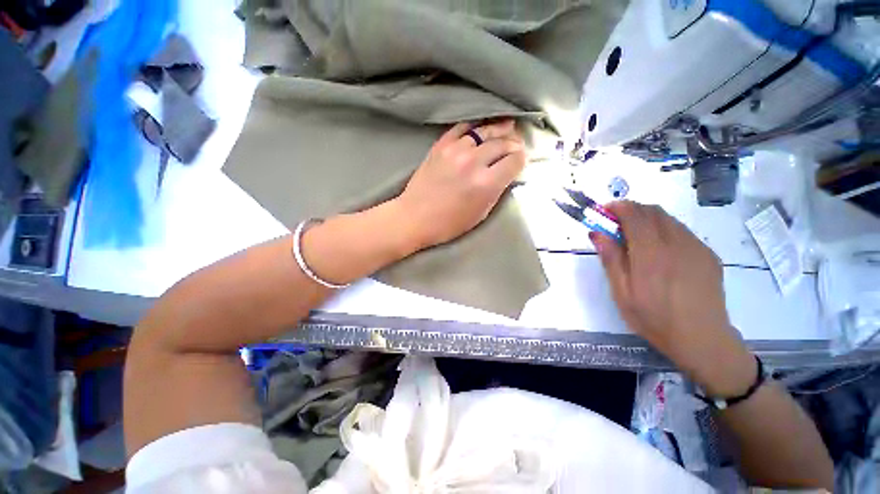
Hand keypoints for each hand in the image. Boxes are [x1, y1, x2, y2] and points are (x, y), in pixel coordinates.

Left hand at [393, 120, 526, 249]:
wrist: (414, 217)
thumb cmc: (449, 223)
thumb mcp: (480, 213)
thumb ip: (497, 190)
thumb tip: (507, 173)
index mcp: (486, 183)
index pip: (515, 160)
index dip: (521, 160)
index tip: (520, 162)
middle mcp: (474, 161)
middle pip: (503, 143)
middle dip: (514, 144)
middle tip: (517, 146)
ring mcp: (455, 150)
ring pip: (485, 131)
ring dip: (499, 130)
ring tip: (507, 127)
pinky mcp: (440, 145)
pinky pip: (463, 127)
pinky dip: (475, 126)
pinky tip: (481, 127)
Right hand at [591, 202, 755, 396]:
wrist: (702, 339)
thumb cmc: (654, 318)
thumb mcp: (622, 293)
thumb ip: (610, 259)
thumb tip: (597, 233)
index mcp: (651, 254)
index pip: (634, 215)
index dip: (618, 207)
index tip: (605, 211)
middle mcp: (676, 243)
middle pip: (653, 211)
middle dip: (631, 210)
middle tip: (616, 223)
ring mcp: (696, 247)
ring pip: (668, 219)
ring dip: (648, 218)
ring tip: (636, 236)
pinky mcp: (707, 254)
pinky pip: (683, 231)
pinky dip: (665, 229)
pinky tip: (659, 249)